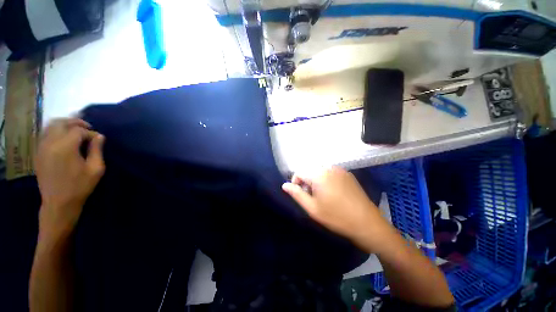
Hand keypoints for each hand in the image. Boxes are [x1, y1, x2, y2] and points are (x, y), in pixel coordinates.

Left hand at [35, 118, 105, 239]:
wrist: (58, 203)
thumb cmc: (80, 186)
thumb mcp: (96, 169)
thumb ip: (97, 150)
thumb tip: (99, 136)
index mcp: (66, 147)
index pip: (79, 130)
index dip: (91, 132)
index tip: (99, 139)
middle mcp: (51, 143)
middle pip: (62, 123)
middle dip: (76, 122)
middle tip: (88, 127)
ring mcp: (42, 148)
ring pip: (51, 126)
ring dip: (64, 124)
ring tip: (75, 130)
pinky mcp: (38, 153)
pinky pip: (45, 134)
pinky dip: (55, 131)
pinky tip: (63, 137)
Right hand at [282, 167, 392, 252]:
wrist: (366, 222)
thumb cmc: (336, 217)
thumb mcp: (312, 208)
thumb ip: (296, 194)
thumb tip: (284, 185)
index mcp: (318, 174)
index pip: (299, 172)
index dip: (296, 183)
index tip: (302, 195)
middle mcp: (328, 168)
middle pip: (309, 171)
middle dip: (307, 182)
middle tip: (313, 197)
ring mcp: (339, 169)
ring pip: (319, 171)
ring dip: (316, 180)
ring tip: (323, 196)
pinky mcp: (347, 174)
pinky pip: (330, 172)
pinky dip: (326, 179)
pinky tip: (334, 193)